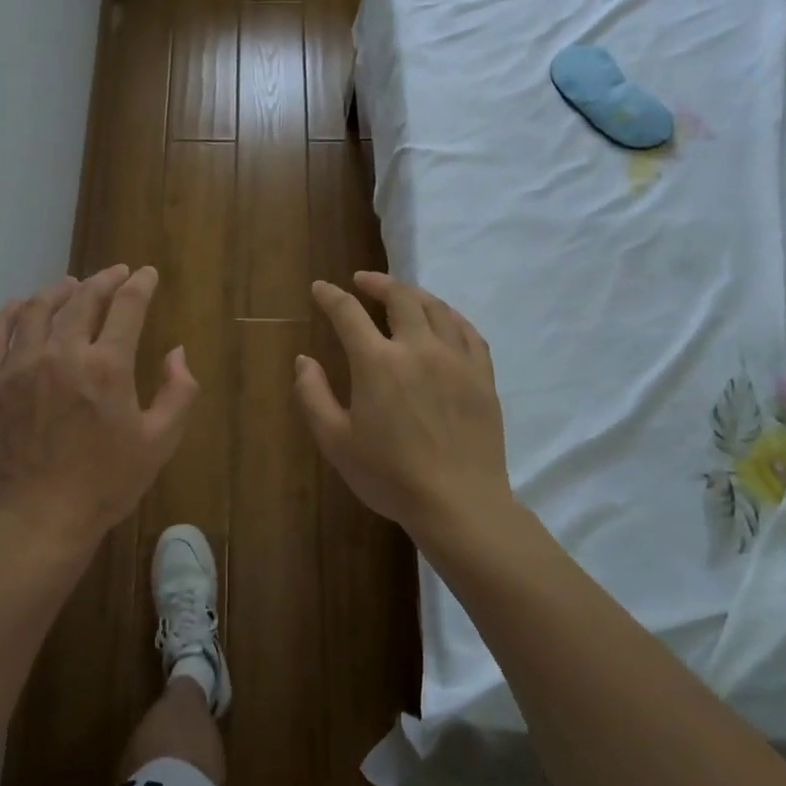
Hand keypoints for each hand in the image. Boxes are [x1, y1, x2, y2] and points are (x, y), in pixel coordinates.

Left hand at [0, 264, 197, 553]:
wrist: (38, 519)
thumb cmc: (105, 484)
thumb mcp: (160, 442)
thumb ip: (179, 392)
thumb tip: (177, 352)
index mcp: (107, 366)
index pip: (127, 306)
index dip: (140, 284)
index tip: (146, 274)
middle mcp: (62, 353)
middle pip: (83, 298)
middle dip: (104, 280)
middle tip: (115, 274)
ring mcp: (20, 365)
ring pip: (37, 308)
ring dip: (58, 290)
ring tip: (70, 285)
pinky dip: (9, 313)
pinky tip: (19, 306)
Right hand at [295, 271, 512, 535]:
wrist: (459, 503)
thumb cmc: (390, 476)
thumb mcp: (336, 441)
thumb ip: (313, 395)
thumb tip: (303, 360)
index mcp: (377, 362)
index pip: (348, 313)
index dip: (330, 296)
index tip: (320, 288)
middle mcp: (418, 348)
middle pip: (400, 297)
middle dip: (377, 283)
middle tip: (362, 281)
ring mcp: (456, 359)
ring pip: (437, 308)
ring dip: (413, 294)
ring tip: (401, 295)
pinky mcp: (482, 375)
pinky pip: (468, 331)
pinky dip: (450, 316)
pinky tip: (443, 320)